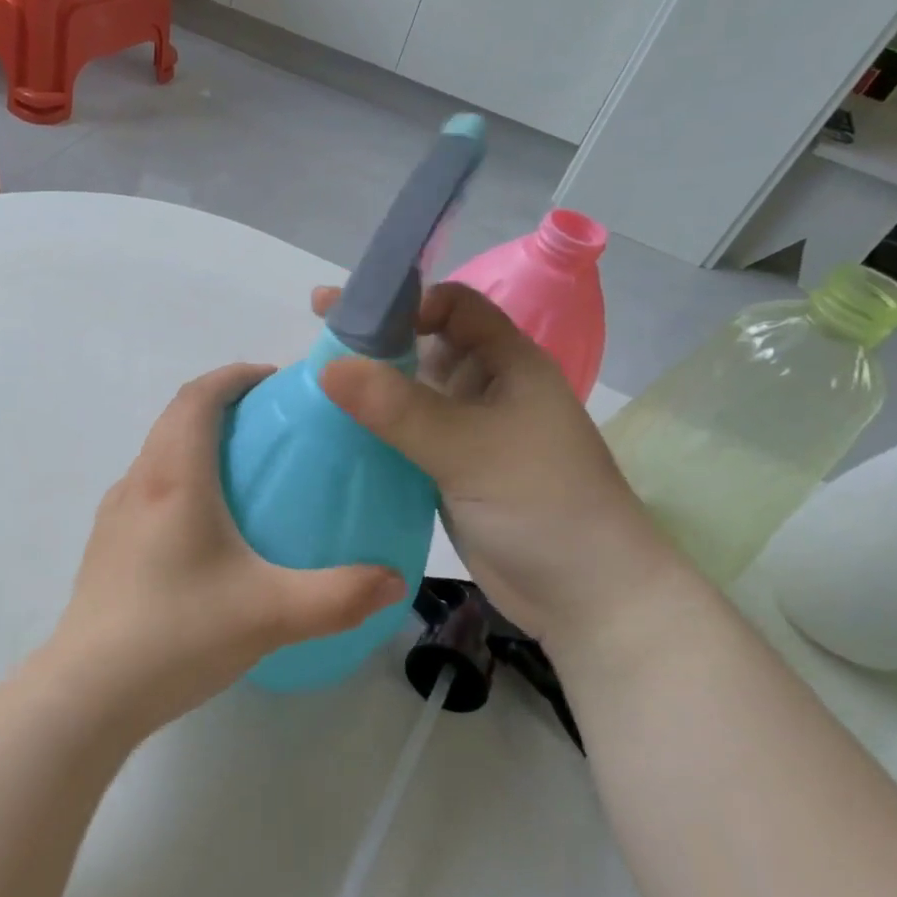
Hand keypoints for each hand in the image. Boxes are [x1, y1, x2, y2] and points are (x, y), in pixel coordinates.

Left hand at [42, 364, 405, 736]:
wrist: (89, 691)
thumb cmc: (178, 633)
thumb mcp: (272, 613)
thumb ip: (342, 595)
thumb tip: (394, 579)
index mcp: (174, 477)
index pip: (198, 397)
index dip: (234, 376)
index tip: (273, 381)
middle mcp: (138, 482)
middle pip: (175, 417)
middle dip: (220, 403)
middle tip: (269, 423)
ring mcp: (115, 514)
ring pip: (158, 453)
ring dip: (196, 441)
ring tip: (242, 471)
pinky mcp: (106, 545)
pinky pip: (147, 488)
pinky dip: (179, 478)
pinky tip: (205, 529)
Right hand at [314, 282, 687, 651]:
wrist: (586, 596)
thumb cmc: (543, 505)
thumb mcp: (470, 448)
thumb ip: (399, 408)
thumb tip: (327, 367)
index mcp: (507, 363)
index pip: (454, 306)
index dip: (408, 300)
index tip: (355, 312)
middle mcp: (485, 388)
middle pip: (423, 345)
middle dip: (374, 335)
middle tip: (316, 326)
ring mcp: (465, 432)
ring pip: (409, 392)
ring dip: (367, 383)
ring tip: (310, 377)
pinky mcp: (447, 470)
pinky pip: (402, 434)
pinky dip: (370, 427)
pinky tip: (330, 427)